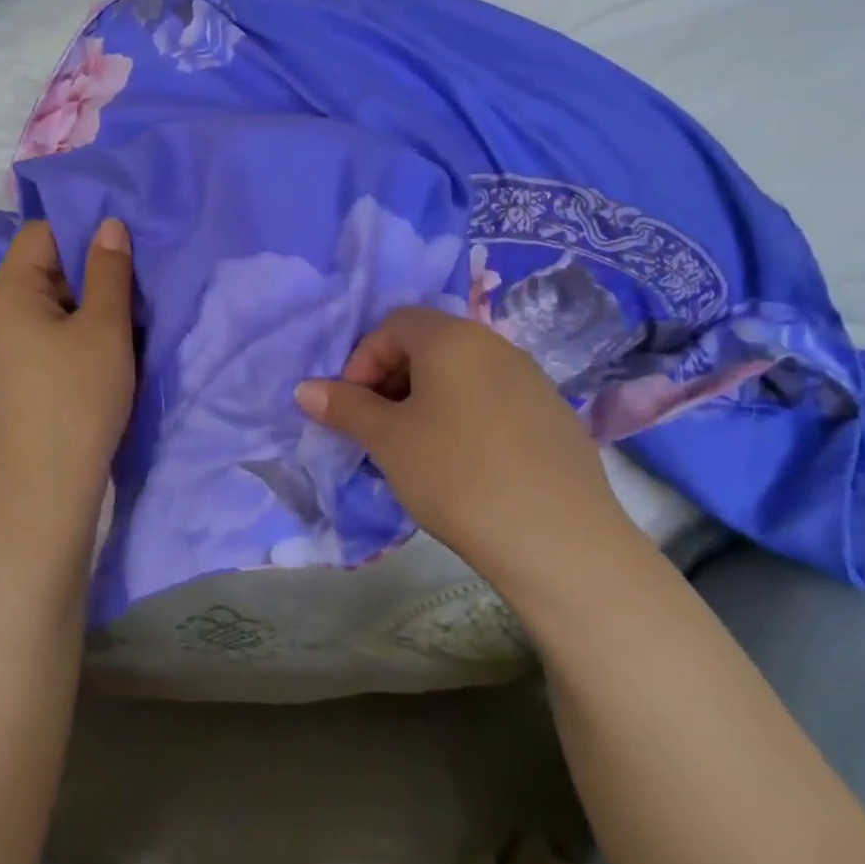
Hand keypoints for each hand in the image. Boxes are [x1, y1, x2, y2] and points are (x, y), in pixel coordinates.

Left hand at [0, 219, 136, 513]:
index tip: (125, 241)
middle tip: (138, 276)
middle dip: (92, 268)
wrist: (51, 483)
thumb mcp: (104, 327)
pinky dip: (82, 330)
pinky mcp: (23, 374)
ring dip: (92, 302)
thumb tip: (109, 224)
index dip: (82, 229)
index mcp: (10, 292)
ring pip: (55, 304)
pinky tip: (113, 345)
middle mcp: (0, 314)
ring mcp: (9, 347)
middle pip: (47, 267)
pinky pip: (54, 334)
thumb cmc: (78, 396)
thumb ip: (109, 271)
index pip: (41, 234)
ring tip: (133, 311)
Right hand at [294, 307, 633, 576]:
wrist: (558, 540)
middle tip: (379, 428)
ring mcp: (532, 379)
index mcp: (453, 338)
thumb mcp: (388, 440)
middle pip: (429, 345)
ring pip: (462, 375)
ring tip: (417, 450)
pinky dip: (465, 417)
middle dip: (392, 380)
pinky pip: (494, 400)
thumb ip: (345, 407)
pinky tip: (466, 466)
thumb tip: (305, 389)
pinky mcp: (555, 416)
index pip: (394, 324)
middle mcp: (496, 345)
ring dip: (427, 400)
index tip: (354, 407)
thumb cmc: (456, 474)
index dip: (363, 360)